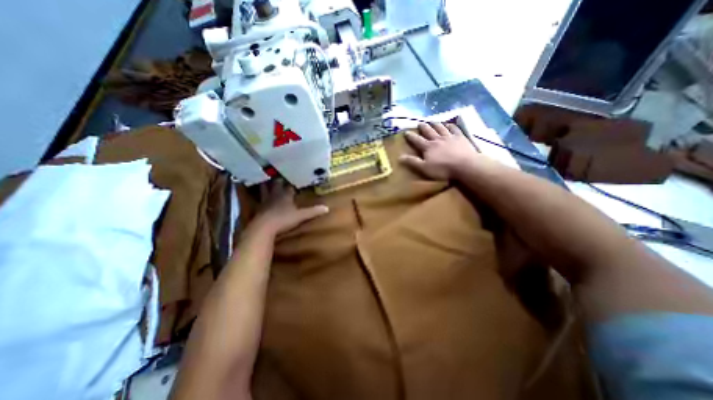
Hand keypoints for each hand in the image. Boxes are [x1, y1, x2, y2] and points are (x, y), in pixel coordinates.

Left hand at [249, 180, 329, 237]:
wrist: (264, 227)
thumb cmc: (284, 219)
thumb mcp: (301, 216)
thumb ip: (313, 212)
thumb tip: (327, 208)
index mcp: (285, 195)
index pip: (289, 186)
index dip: (291, 183)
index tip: (294, 179)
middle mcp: (275, 196)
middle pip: (275, 185)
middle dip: (277, 181)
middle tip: (278, 176)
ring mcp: (265, 202)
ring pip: (264, 190)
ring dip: (265, 186)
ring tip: (264, 181)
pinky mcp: (258, 209)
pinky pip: (258, 200)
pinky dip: (258, 198)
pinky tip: (257, 199)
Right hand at [401, 122, 478, 178]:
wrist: (464, 165)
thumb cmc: (443, 169)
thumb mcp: (424, 168)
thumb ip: (413, 162)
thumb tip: (400, 156)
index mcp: (428, 147)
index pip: (417, 140)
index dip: (410, 136)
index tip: (406, 132)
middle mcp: (437, 139)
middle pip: (428, 131)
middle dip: (423, 127)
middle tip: (419, 123)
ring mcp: (449, 137)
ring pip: (440, 128)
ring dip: (435, 124)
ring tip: (432, 121)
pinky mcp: (460, 137)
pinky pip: (454, 129)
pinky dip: (450, 125)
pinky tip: (449, 124)